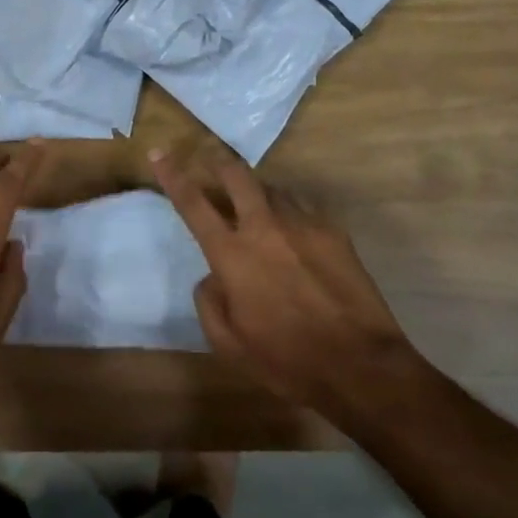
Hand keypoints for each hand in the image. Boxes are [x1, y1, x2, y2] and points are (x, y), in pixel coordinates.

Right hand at [150, 146, 429, 427]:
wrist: (359, 365)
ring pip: (272, 188)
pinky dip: (289, 211)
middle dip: (219, 162)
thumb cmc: (287, 361)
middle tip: (211, 160)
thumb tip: (211, 277)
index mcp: (232, 255)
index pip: (193, 203)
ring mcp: (302, 224)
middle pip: (236, 175)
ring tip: (256, 203)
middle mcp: (264, 227)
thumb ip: (209, 303)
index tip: (158, 153)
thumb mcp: (229, 345)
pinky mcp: (333, 231)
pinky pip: (303, 207)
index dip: (172, 175)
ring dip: (257, 190)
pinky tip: (294, 230)